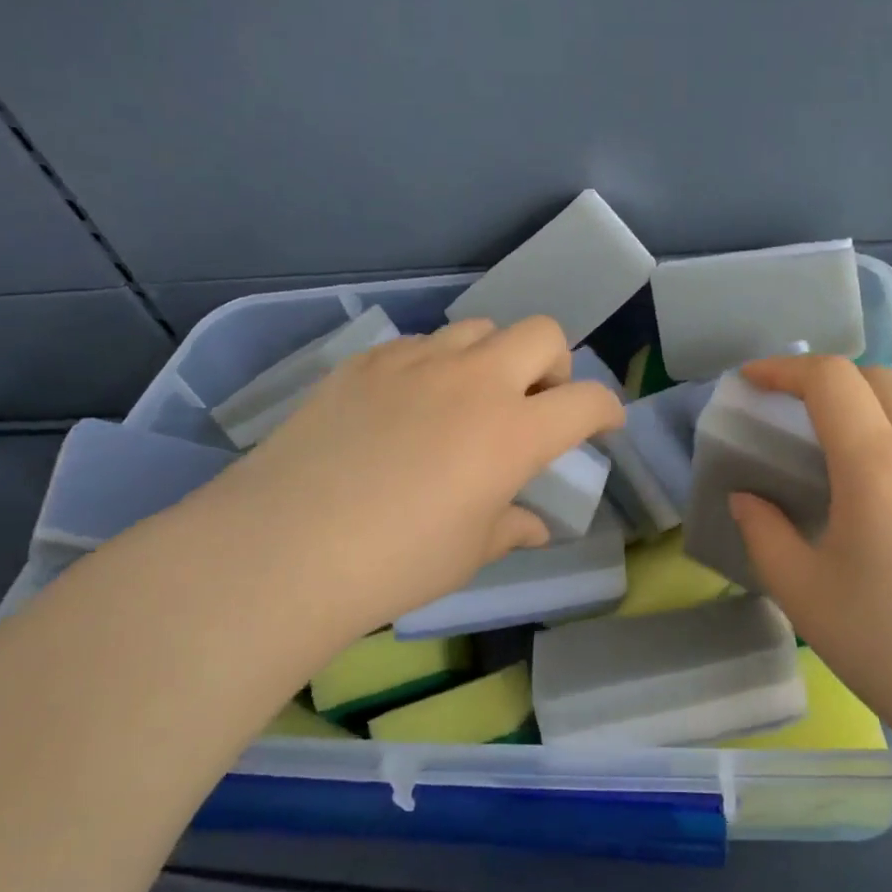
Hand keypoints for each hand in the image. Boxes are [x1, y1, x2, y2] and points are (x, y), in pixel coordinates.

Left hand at [177, 316, 623, 647]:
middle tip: (534, 406)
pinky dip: (436, 366)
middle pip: (543, 334)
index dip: (607, 411)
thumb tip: (533, 526)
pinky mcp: (368, 361)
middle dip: (555, 366)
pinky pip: (421, 344)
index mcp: (514, 432)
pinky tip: (408, 407)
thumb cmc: (396, 562)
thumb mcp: (469, 552)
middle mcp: (476, 381)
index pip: (588, 401)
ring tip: (468, 401)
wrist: (285, 545)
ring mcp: (418, 362)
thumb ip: (511, 527)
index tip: (602, 427)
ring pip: (480, 329)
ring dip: (493, 358)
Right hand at [727, 356, 891, 733]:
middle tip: (788, 411)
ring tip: (829, 448)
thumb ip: (764, 533)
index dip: (784, 369)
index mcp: (878, 465)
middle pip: (876, 379)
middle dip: (826, 379)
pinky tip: (877, 489)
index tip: (750, 381)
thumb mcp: (805, 593)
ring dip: (864, 405)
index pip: (831, 380)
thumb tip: (748, 499)